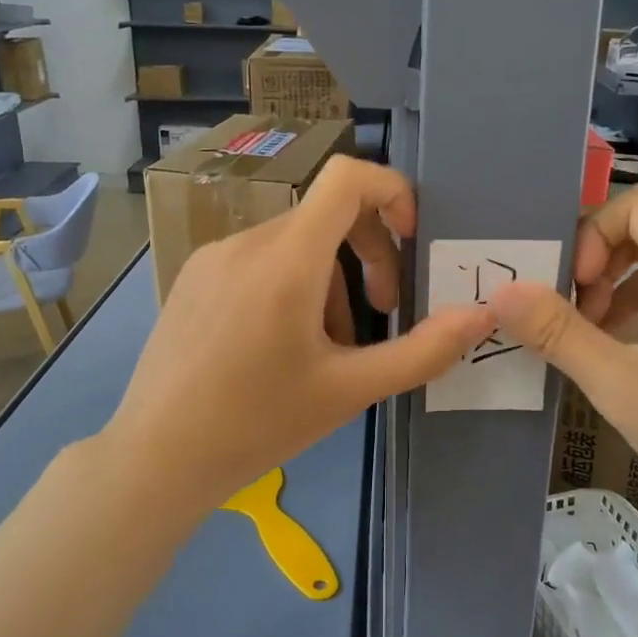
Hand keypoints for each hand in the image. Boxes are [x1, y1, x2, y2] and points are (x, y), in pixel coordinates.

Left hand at [103, 156, 496, 514]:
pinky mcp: (193, 278)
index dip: (392, 191)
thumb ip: (423, 351)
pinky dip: (291, 287)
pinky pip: (260, 262)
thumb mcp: (350, 391)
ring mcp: (213, 257)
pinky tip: (282, 348)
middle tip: (386, 314)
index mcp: (287, 260)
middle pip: (327, 216)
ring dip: (331, 284)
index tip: (412, 237)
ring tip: (330, 351)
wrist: (155, 459)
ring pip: (296, 245)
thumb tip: (481, 316)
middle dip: (371, 256)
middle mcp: (247, 242)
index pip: (347, 177)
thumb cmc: (257, 425)